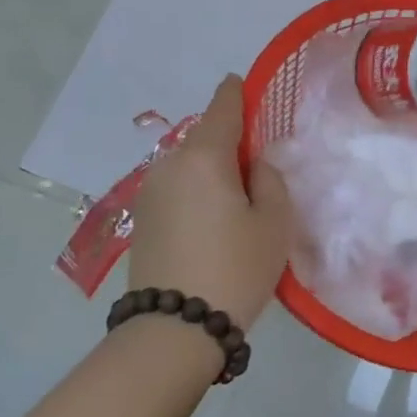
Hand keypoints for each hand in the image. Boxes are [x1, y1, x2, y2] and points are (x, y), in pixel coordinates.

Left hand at [127, 75, 292, 327]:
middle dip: (230, 142)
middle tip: (259, 167)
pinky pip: (177, 188)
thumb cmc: (235, 268)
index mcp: (204, 156)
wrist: (173, 330)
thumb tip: (254, 165)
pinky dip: (196, 191)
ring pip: (189, 165)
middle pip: (205, 137)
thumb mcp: (274, 222)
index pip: (223, 106)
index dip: (238, 92)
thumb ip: (270, 179)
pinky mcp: (141, 219)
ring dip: (212, 170)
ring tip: (238, 200)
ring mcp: (150, 192)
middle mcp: (170, 164)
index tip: (246, 85)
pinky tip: (213, 220)